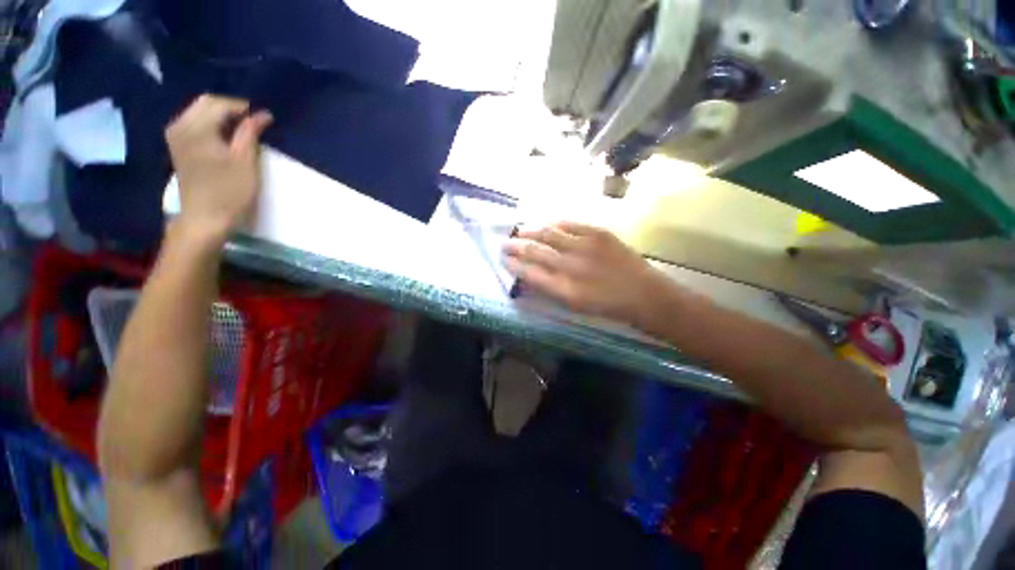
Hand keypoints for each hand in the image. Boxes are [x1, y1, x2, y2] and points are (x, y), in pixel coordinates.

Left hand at [165, 95, 272, 242]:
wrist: (204, 219)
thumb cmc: (229, 192)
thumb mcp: (245, 162)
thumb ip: (250, 133)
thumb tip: (262, 114)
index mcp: (195, 128)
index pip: (218, 103)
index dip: (242, 107)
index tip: (263, 118)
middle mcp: (180, 126)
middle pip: (205, 104)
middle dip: (231, 109)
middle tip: (254, 122)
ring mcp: (175, 137)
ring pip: (199, 112)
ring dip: (221, 116)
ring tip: (242, 130)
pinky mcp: (177, 147)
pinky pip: (194, 124)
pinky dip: (211, 125)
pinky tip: (225, 137)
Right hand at [503, 221, 667, 324]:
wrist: (645, 295)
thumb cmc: (607, 307)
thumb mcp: (575, 306)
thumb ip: (550, 289)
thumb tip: (530, 274)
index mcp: (564, 289)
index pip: (529, 273)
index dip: (513, 265)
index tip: (504, 259)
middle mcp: (571, 266)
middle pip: (535, 251)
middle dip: (516, 246)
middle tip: (505, 243)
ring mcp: (585, 246)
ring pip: (548, 233)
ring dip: (530, 230)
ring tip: (520, 229)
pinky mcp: (599, 233)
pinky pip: (570, 224)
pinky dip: (554, 223)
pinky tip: (547, 223)